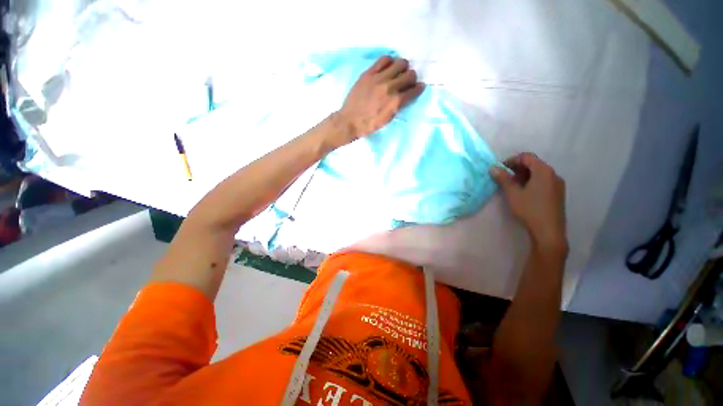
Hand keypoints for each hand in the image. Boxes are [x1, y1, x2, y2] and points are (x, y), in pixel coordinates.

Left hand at [336, 56, 424, 140]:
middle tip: (407, 81)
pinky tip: (388, 67)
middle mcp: (390, 87)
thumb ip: (398, 106)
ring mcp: (379, 78)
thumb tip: (405, 95)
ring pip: (399, 63)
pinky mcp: (369, 73)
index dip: (418, 88)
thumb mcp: (388, 119)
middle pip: (410, 74)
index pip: (414, 90)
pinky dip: (389, 62)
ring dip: (402, 68)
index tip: (418, 87)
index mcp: (395, 102)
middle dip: (411, 78)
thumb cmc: (369, 124)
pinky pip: (384, 59)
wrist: (350, 121)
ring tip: (398, 73)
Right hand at [490, 153, 567, 254]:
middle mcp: (553, 174)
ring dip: (524, 175)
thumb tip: (493, 168)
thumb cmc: (529, 209)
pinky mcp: (558, 194)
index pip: (527, 157)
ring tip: (512, 186)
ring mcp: (557, 184)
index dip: (511, 160)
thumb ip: (503, 179)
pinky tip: (524, 193)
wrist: (548, 231)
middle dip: (517, 168)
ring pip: (538, 173)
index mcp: (544, 171)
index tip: (500, 170)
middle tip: (504, 178)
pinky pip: (543, 181)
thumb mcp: (513, 193)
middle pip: (534, 164)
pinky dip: (531, 182)